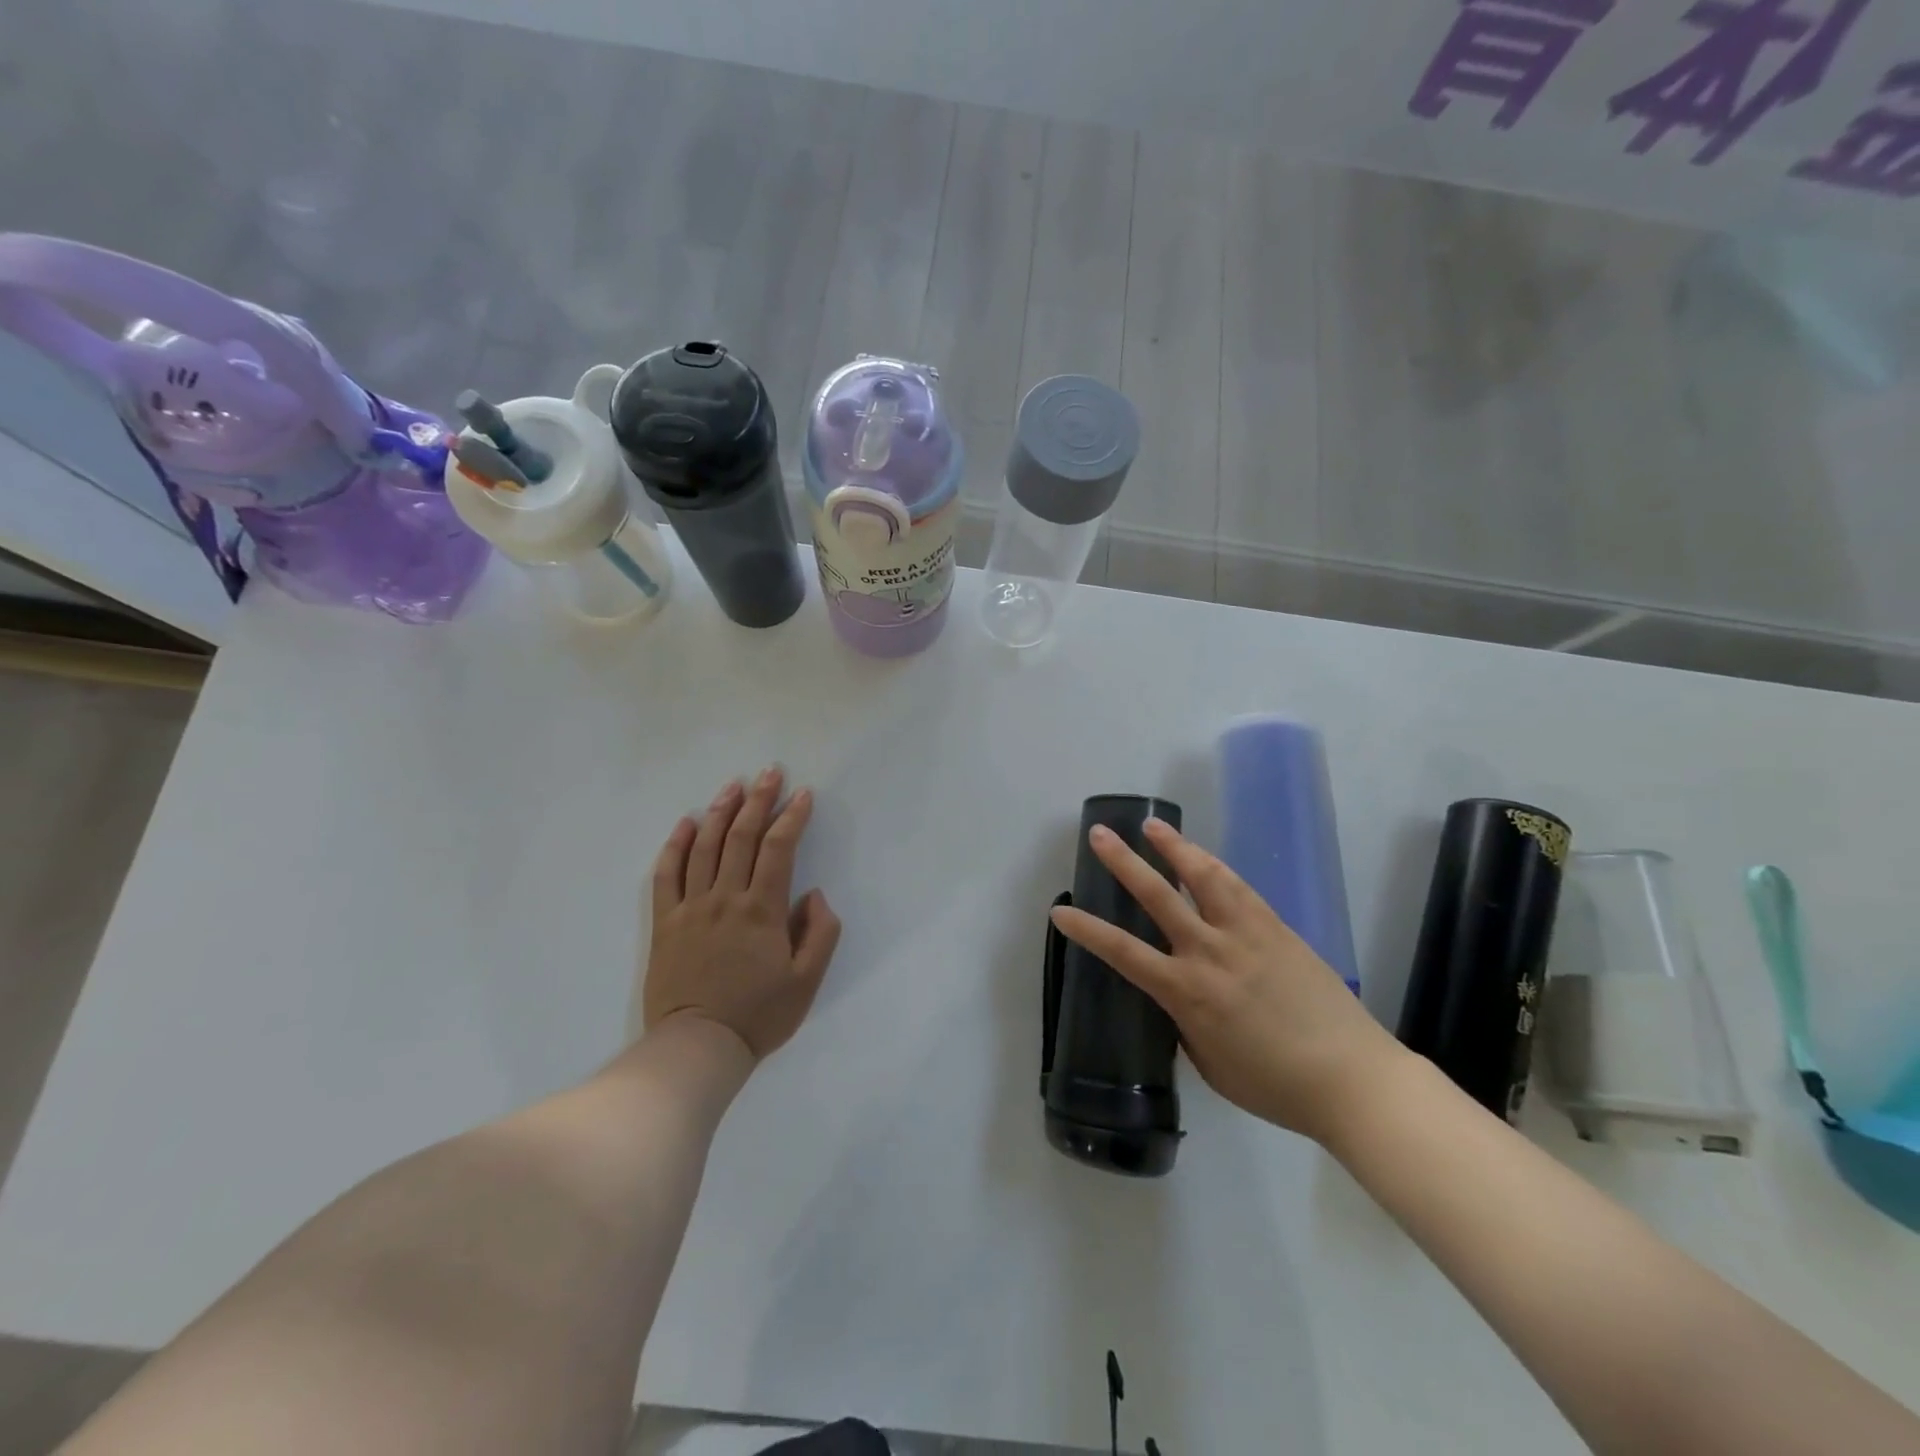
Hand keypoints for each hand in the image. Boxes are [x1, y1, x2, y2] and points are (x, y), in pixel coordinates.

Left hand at [644, 767, 842, 1061]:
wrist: (697, 1047)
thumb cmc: (758, 1015)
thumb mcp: (807, 981)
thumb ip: (820, 933)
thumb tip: (814, 895)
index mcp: (762, 910)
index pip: (779, 849)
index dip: (792, 817)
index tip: (803, 794)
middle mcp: (725, 898)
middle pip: (741, 837)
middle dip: (758, 800)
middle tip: (770, 772)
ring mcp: (691, 907)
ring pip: (704, 846)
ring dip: (720, 811)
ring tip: (733, 786)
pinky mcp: (665, 922)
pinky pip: (666, 874)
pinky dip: (675, 845)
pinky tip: (685, 823)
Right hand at [1050, 818, 1403, 1144]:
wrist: (1352, 1078)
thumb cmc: (1275, 1085)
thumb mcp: (1210, 1064)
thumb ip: (1185, 1025)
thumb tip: (1177, 1000)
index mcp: (1187, 993)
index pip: (1123, 952)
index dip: (1088, 930)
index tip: (1061, 912)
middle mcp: (1210, 953)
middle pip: (1158, 897)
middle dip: (1123, 863)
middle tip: (1100, 835)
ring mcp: (1246, 934)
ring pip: (1203, 877)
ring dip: (1174, 847)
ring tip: (1152, 825)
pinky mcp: (1276, 928)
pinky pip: (1238, 887)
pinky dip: (1214, 865)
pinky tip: (1202, 855)